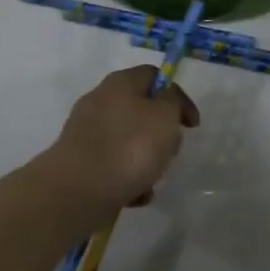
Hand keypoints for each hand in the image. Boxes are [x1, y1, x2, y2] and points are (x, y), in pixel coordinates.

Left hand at [44, 66, 199, 222]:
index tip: (191, 125)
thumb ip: (173, 102)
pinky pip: (113, 166)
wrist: (78, 191)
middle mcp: (100, 101)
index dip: (177, 96)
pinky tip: (134, 195)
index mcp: (120, 83)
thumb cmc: (129, 147)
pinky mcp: (79, 162)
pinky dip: (127, 179)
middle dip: (161, 134)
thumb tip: (166, 101)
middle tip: (171, 152)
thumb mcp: (165, 116)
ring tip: (152, 180)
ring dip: (146, 160)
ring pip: (128, 141)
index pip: (155, 76)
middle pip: (141, 111)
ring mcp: (86, 132)